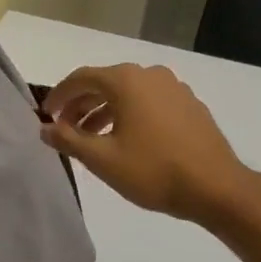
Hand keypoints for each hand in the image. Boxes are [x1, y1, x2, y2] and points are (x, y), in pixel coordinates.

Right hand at [40, 63, 255, 225]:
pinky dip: (130, 114)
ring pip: (129, 94)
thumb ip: (68, 140)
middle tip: (64, 130)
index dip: (59, 96)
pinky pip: (149, 102)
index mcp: (126, 80)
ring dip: (104, 111)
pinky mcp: (190, 105)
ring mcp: (174, 88)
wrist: (215, 187)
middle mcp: (150, 74)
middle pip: (105, 83)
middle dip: (81, 105)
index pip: (81, 78)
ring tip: (91, 139)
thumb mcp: (102, 159)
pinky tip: (127, 140)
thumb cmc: (153, 171)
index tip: (45, 116)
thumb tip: (45, 128)